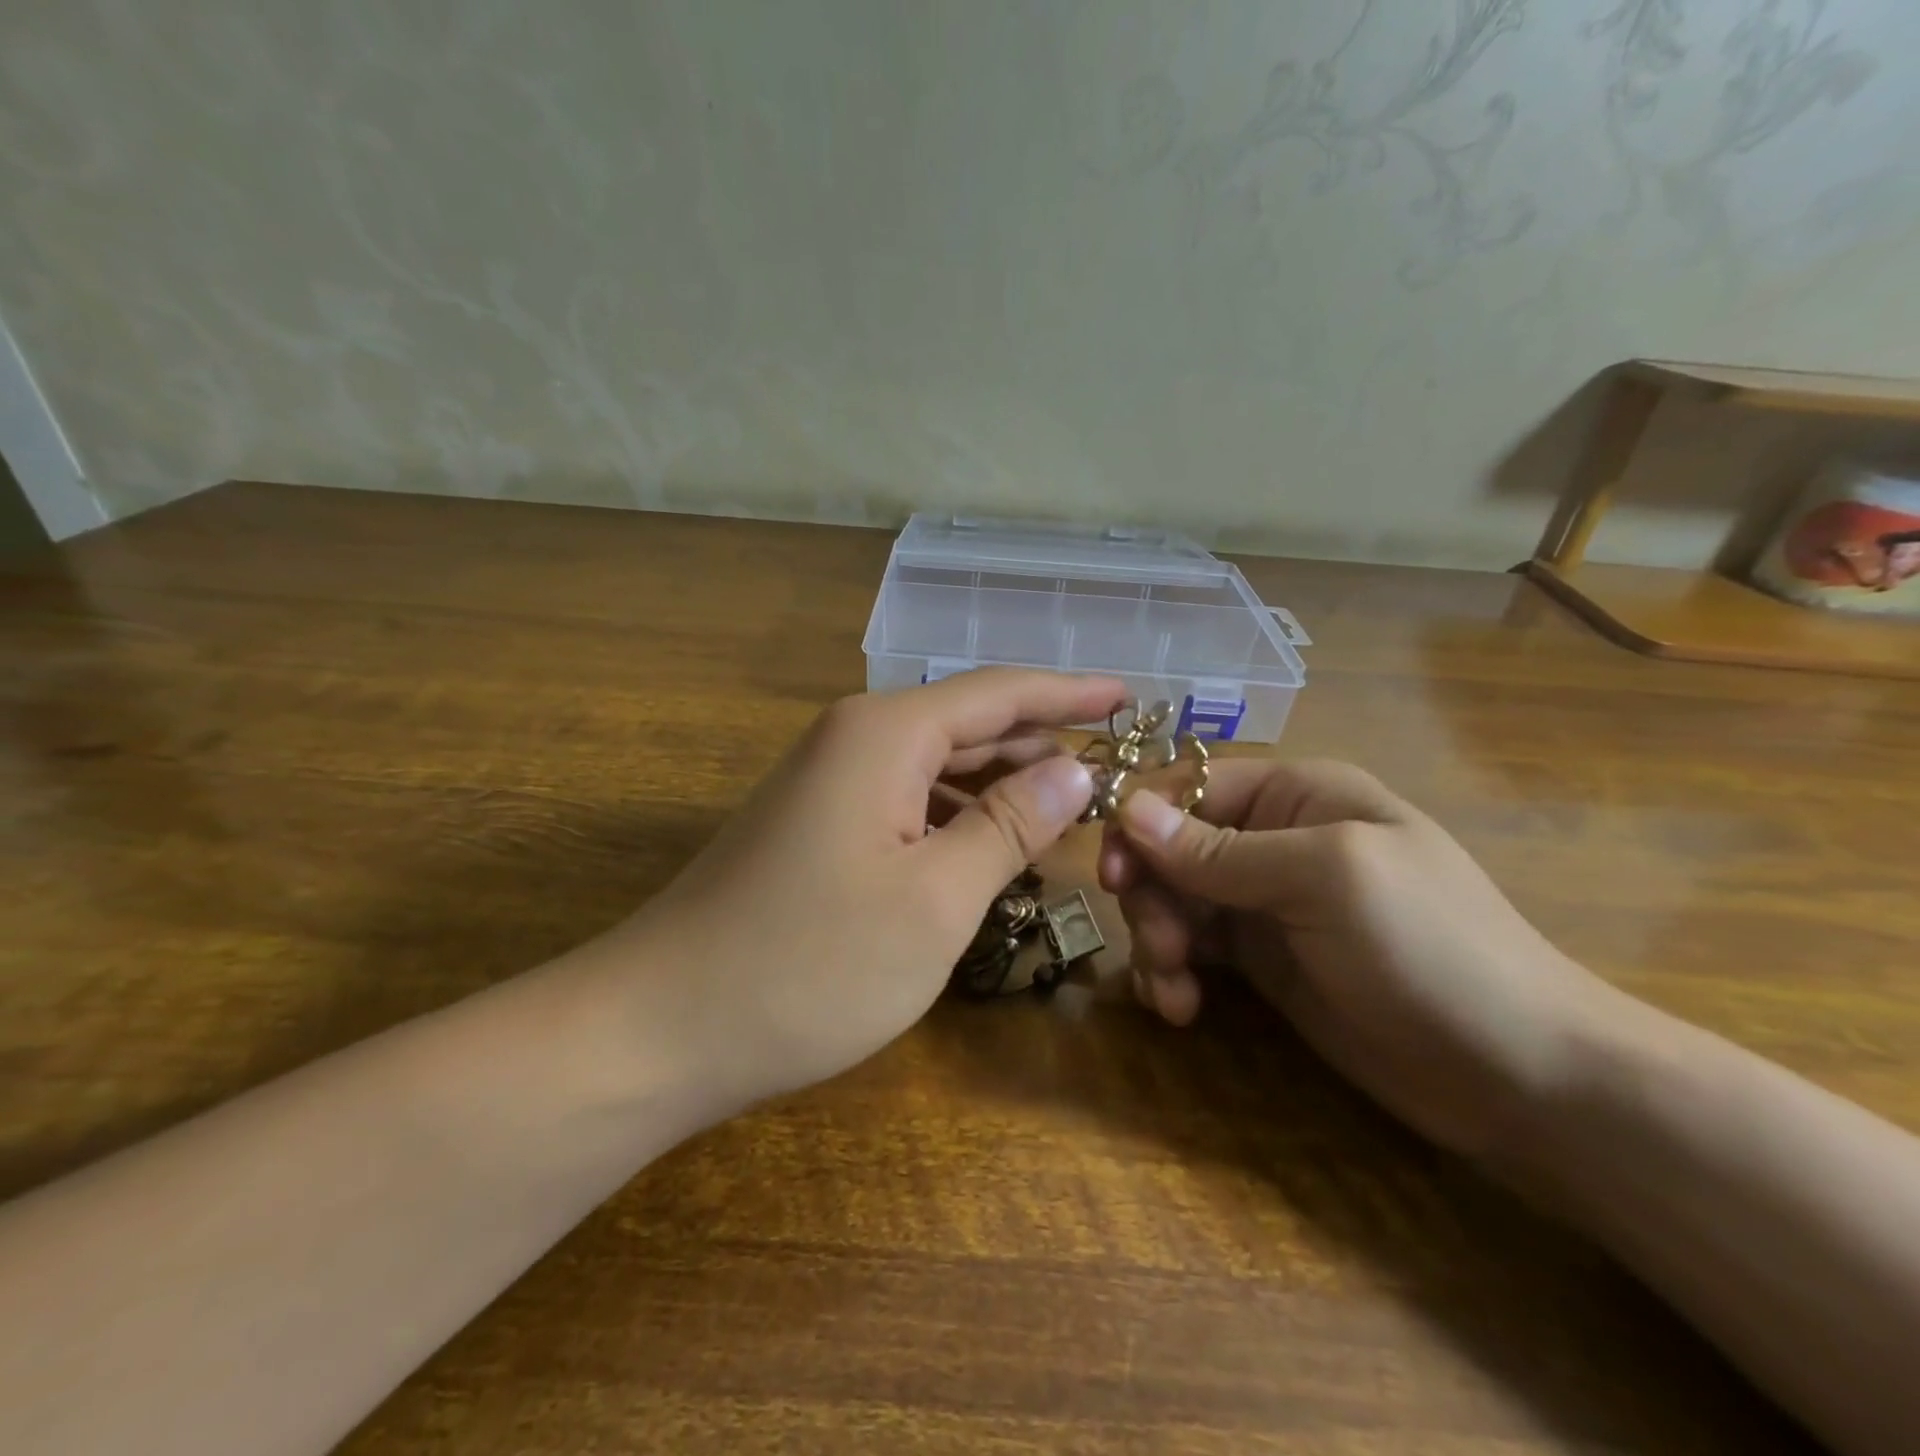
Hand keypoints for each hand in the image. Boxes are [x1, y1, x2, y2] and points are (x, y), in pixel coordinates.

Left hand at [596, 669, 1125, 1109]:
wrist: (662, 1025)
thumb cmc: (810, 963)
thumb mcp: (936, 899)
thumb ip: (1010, 825)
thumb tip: (1073, 768)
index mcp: (886, 734)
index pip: (999, 693)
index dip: (1069, 693)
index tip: (1129, 695)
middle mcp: (856, 739)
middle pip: (969, 724)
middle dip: (1041, 743)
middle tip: (1114, 766)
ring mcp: (830, 783)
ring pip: (939, 767)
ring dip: (1002, 786)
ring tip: (1069, 809)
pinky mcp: (817, 825)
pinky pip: (908, 802)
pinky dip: (958, 818)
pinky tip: (993, 849)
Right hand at [1100, 760, 1617, 1158]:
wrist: (1521, 1074)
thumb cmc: (1430, 947)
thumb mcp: (1324, 879)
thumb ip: (1220, 850)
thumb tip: (1128, 809)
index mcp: (1294, 795)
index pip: (1188, 787)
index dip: (1141, 823)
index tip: (1112, 874)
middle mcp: (1271, 840)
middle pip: (1169, 848)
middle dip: (1151, 894)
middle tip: (1160, 946)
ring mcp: (1264, 903)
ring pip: (1172, 901)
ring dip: (1157, 939)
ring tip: (1173, 989)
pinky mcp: (1261, 961)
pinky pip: (1192, 949)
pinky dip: (1174, 973)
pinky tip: (1179, 1007)